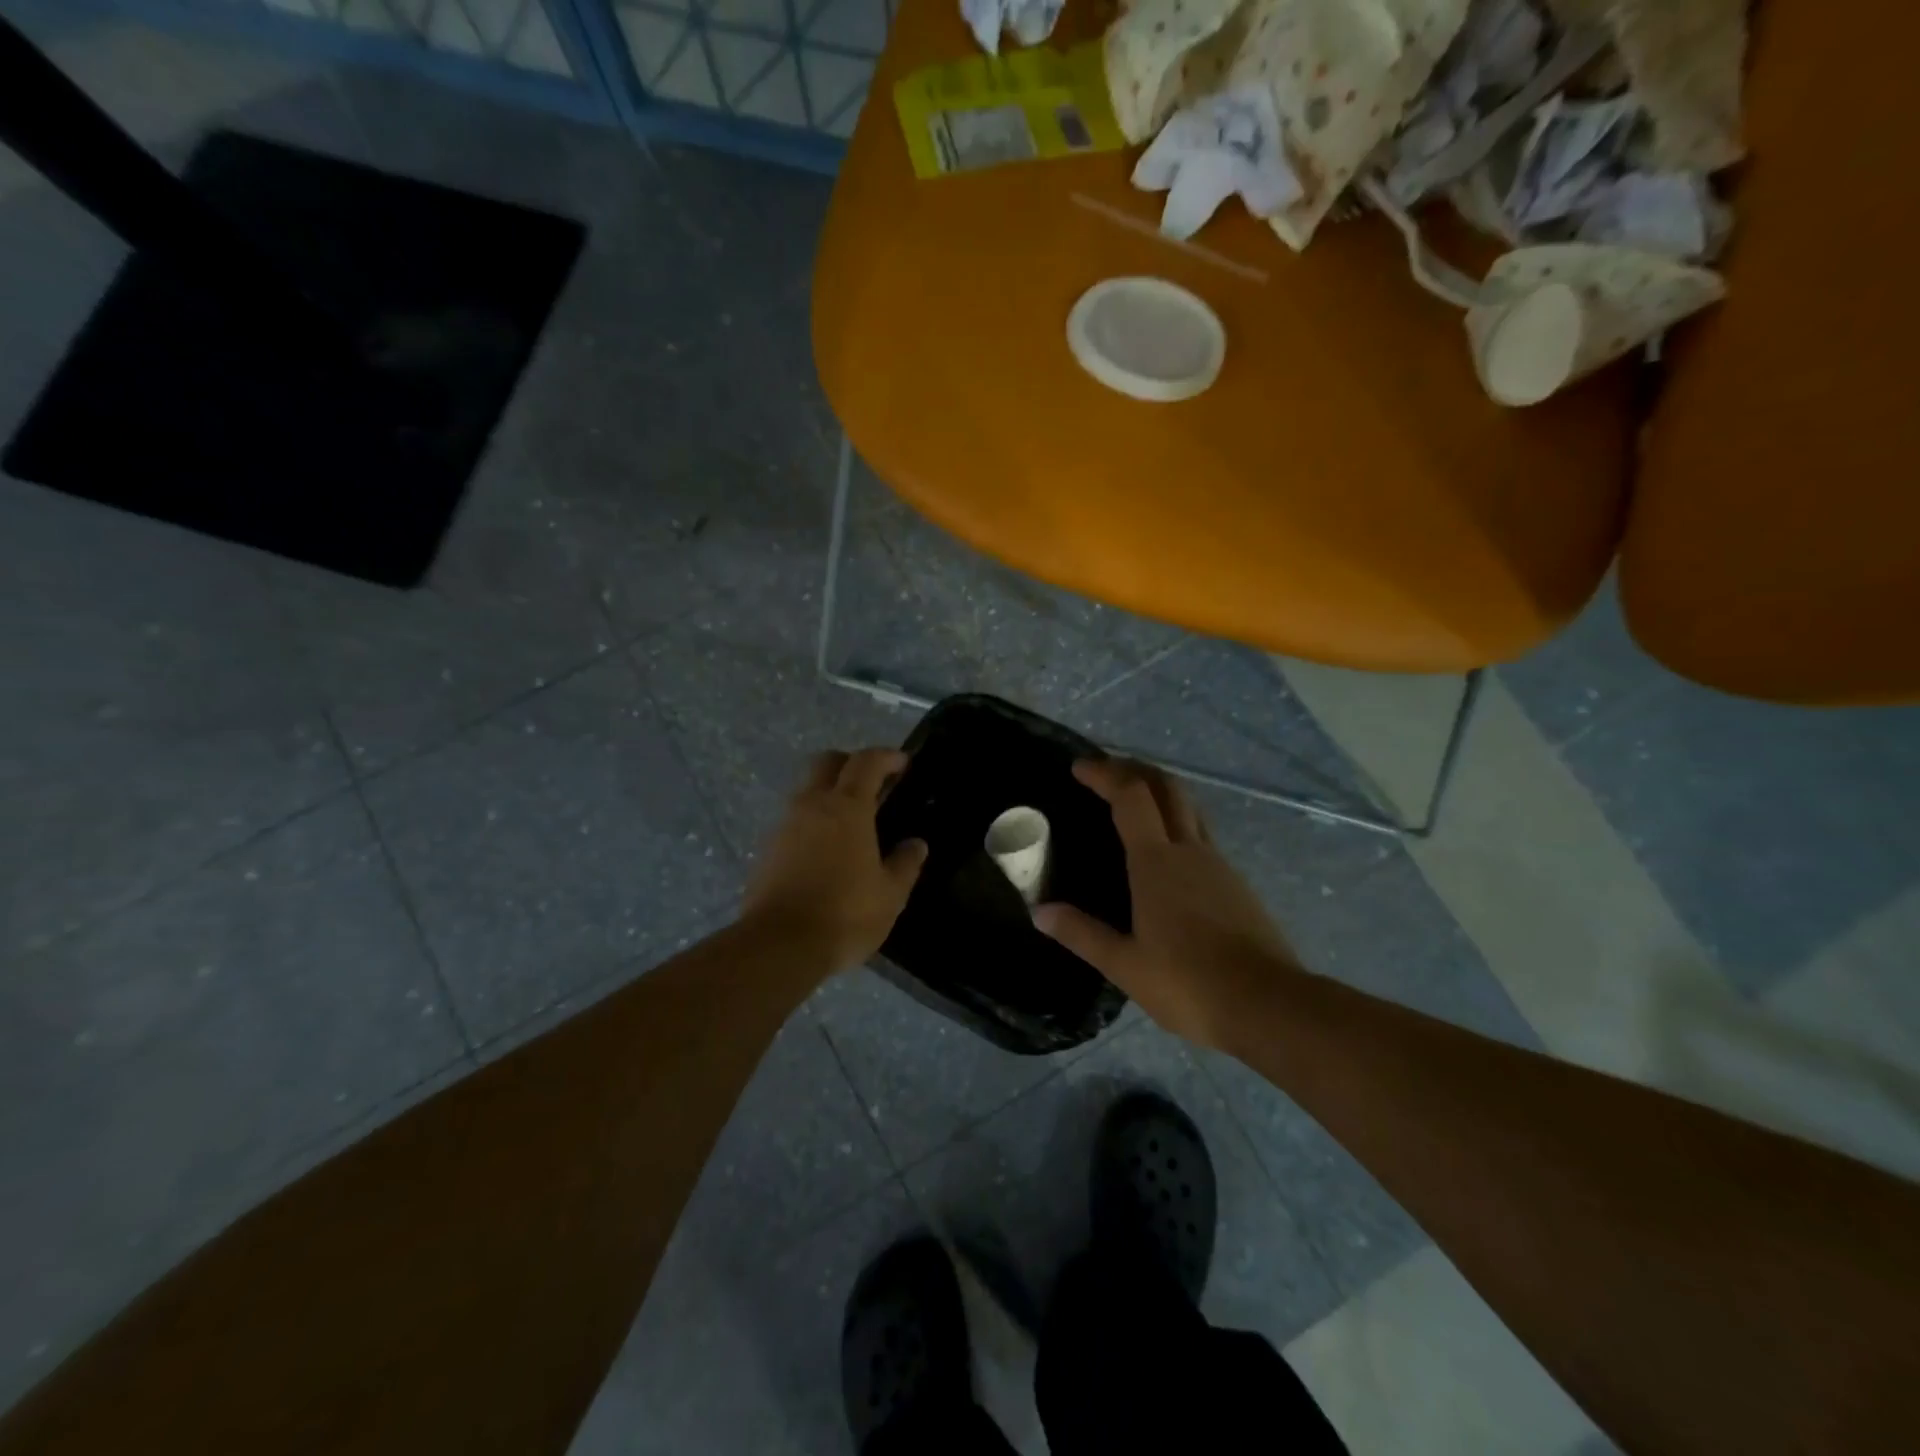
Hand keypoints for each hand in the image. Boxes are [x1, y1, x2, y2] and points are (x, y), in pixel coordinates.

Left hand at [742, 749, 928, 973]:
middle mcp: (811, 805)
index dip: (886, 756)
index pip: (866, 762)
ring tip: (851, 822)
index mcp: (847, 807)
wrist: (779, 945)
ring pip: (806, 790)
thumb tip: (915, 844)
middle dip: (851, 763)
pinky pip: (793, 821)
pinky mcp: (766, 849)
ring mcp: (784, 825)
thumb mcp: (890, 894)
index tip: (903, 763)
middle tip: (873, 783)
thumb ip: (905, 863)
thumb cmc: (845, 914)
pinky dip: (812, 822)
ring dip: (828, 793)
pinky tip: (826, 851)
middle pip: (827, 762)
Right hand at [1035, 759, 1295, 1048]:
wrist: (1268, 1005)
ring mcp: (1219, 865)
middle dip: (1135, 769)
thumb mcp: (1125, 965)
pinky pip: (1202, 835)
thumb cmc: (1188, 983)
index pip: (1130, 797)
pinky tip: (1167, 852)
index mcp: (1156, 862)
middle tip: (1107, 769)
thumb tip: (1040, 912)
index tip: (1079, 767)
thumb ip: (1082, 933)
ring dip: (1159, 791)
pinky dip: (1177, 822)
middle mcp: (1190, 851)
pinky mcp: (1237, 884)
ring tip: (1134, 800)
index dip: (1104, 774)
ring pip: (1189, 808)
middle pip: (1166, 787)